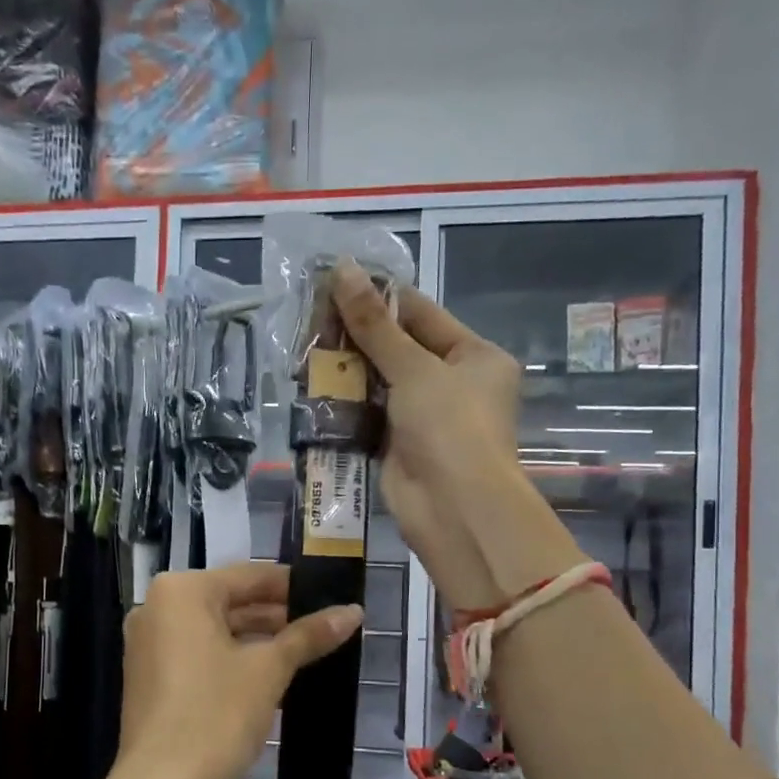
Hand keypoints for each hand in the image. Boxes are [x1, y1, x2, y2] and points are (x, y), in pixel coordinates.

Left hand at [111, 563, 361, 778]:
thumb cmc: (215, 715)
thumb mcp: (269, 670)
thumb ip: (309, 635)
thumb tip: (353, 612)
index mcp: (181, 591)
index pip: (250, 575)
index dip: (294, 586)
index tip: (332, 596)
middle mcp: (158, 607)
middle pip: (231, 600)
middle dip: (278, 615)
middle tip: (326, 626)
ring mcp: (150, 643)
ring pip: (216, 629)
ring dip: (258, 639)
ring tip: (308, 651)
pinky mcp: (151, 675)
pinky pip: (199, 652)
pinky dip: (232, 658)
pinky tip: (271, 674)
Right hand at [329, 265, 583, 610]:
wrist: (452, 508)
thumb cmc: (449, 427)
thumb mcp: (414, 368)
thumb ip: (374, 324)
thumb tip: (342, 269)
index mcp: (475, 356)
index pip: (422, 314)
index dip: (380, 296)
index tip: (336, 279)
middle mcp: (453, 383)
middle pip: (399, 348)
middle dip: (357, 335)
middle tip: (310, 314)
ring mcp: (425, 417)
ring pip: (379, 382)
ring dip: (346, 368)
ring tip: (304, 344)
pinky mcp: (399, 445)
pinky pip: (368, 414)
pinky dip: (344, 402)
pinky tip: (312, 384)